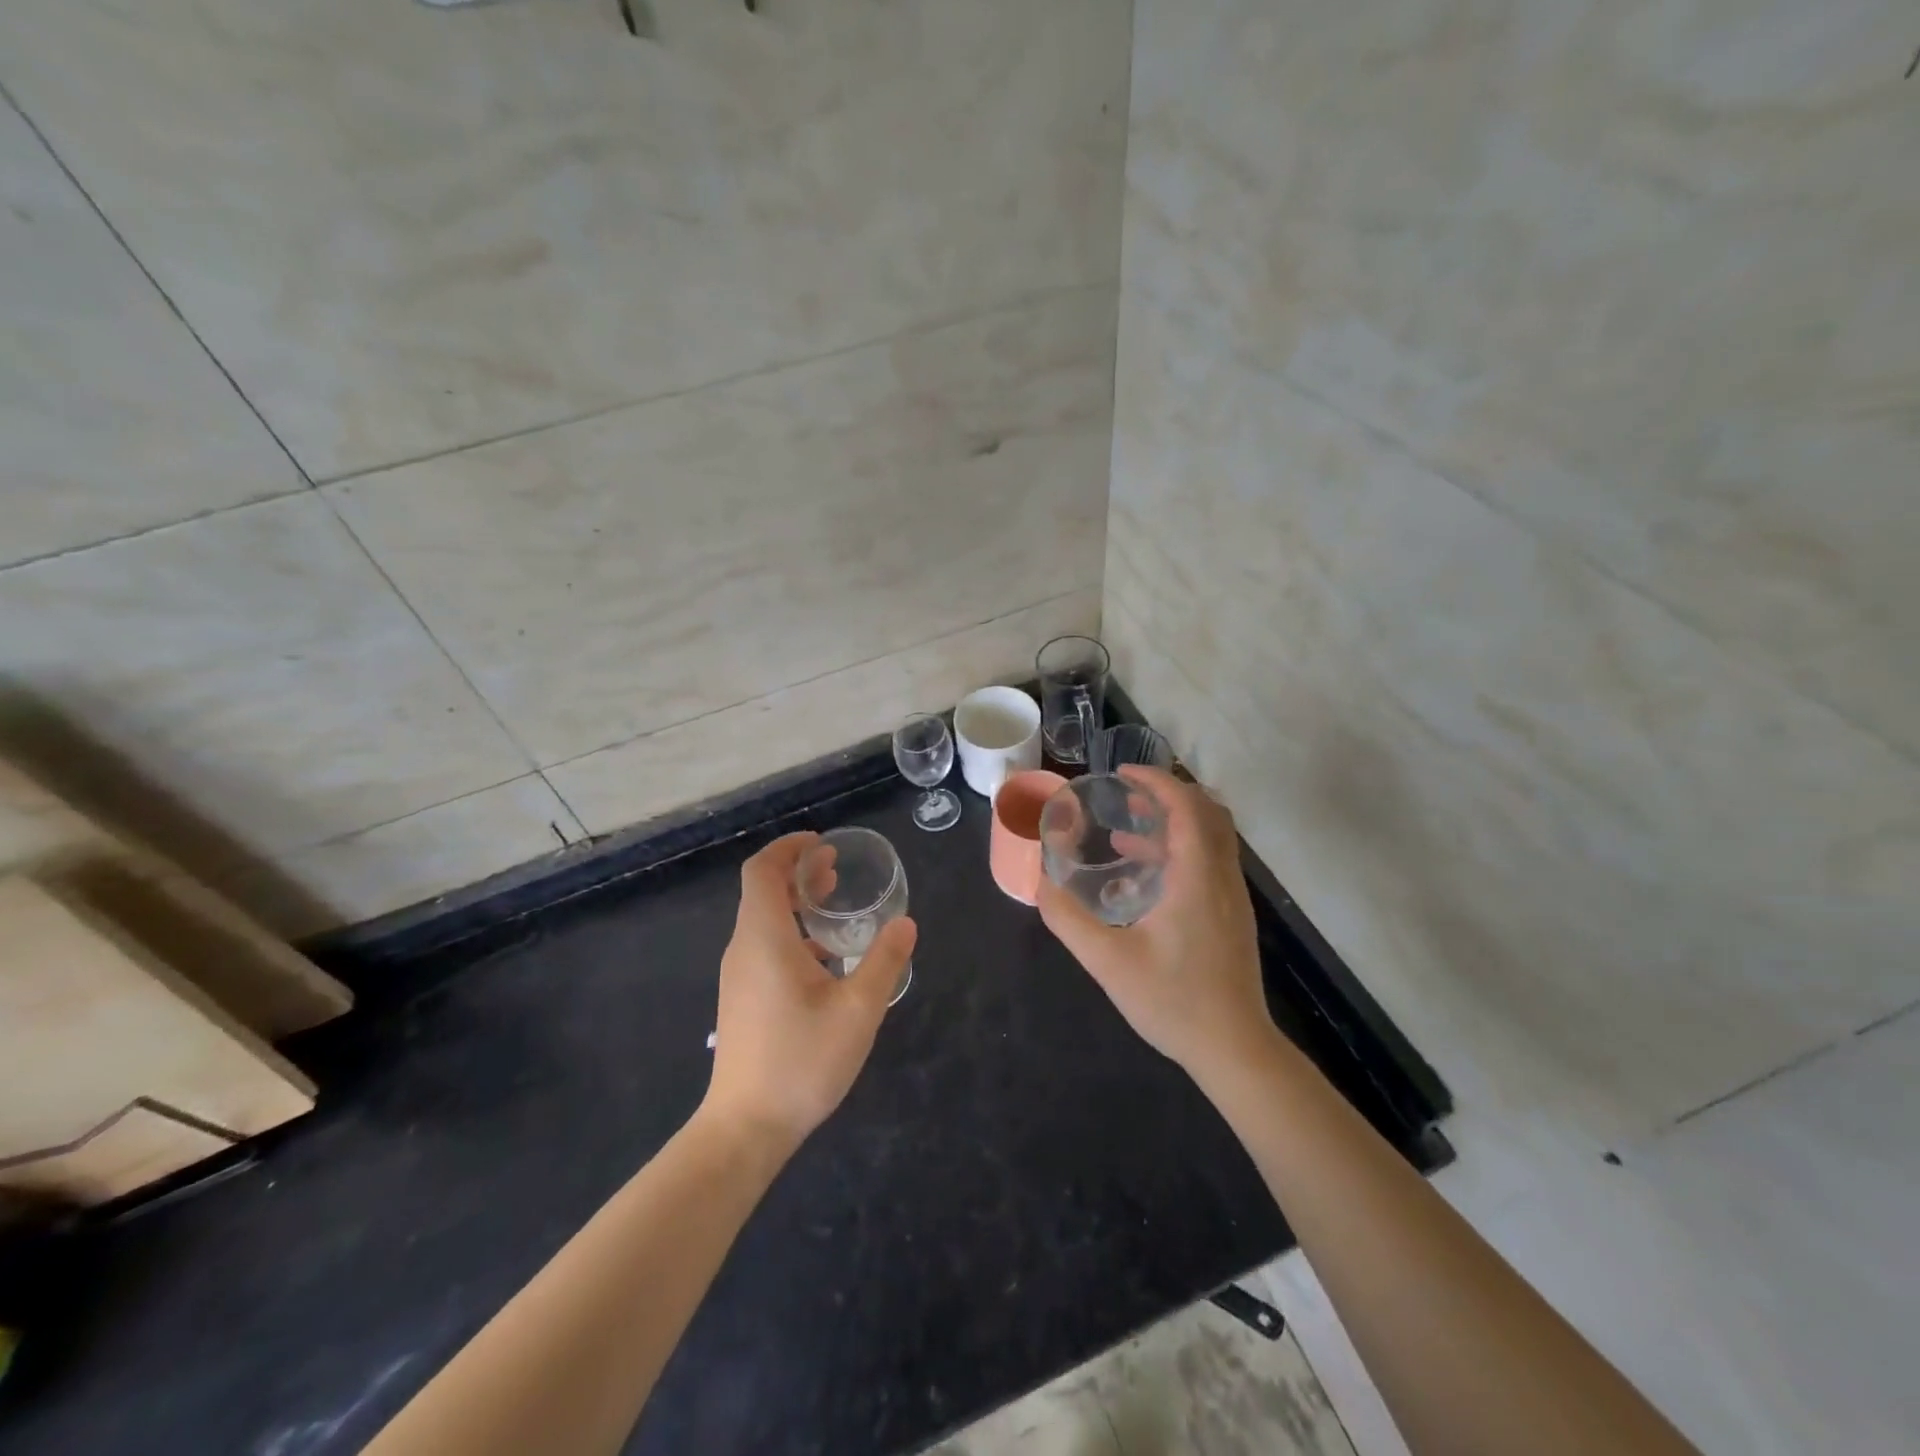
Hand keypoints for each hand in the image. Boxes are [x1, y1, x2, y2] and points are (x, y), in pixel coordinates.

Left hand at [702, 832, 916, 1149]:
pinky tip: (826, 958)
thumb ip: (884, 962)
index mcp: (764, 939)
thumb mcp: (858, 1011)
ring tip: (834, 905)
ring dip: (795, 903)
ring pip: (763, 920)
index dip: (789, 848)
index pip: (762, 870)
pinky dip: (792, 932)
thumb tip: (905, 923)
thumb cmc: (801, 1062)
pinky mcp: (742, 998)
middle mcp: (744, 949)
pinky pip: (764, 946)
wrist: (745, 1129)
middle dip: (798, 872)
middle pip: (762, 891)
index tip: (822, 844)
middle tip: (836, 869)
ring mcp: (739, 976)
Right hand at [1038, 767, 1272, 1081]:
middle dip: (1167, 793)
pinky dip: (1180, 849)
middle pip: (1207, 812)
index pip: (1186, 807)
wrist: (1234, 1049)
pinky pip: (1210, 860)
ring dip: (1173, 821)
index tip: (1122, 774)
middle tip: (1127, 793)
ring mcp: (1232, 897)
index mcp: (1197, 877)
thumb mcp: (1108, 962)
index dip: (1156, 781)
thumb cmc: (1174, 1002)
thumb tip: (1040, 883)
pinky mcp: (1231, 915)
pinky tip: (1142, 875)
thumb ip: (1068, 919)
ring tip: (1127, 826)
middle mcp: (1222, 877)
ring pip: (1211, 837)